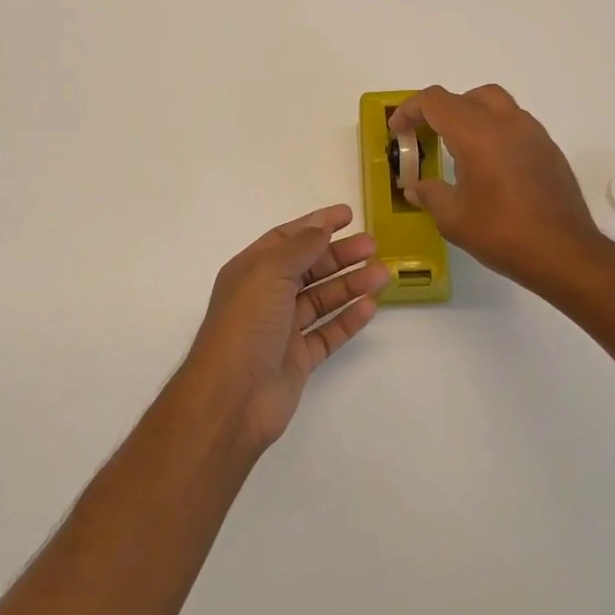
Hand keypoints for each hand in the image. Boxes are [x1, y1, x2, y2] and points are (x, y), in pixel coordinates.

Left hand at [183, 205, 388, 451]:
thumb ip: (299, 247)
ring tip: (382, 274)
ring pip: (321, 299)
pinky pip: (327, 333)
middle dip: (340, 255)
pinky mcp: (297, 359)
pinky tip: (369, 307)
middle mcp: (266, 296)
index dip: (316, 224)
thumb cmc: (245, 325)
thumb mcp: (269, 272)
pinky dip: (348, 319)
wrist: (231, 399)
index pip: (287, 238)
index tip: (348, 215)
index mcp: (251, 270)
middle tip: (373, 246)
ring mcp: (282, 329)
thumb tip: (321, 225)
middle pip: (308, 267)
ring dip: (350, 284)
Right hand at [390, 85, 613, 298]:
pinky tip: (490, 166)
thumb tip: (416, 186)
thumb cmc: (503, 233)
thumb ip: (430, 194)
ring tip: (459, 150)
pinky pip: (515, 124)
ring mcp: (532, 133)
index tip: (398, 130)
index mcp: (476, 133)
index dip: (410, 110)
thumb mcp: (453, 218)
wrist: (565, 253)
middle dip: (441, 110)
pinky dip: (495, 131)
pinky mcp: (549, 148)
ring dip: (471, 116)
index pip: (435, 101)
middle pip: (466, 96)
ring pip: (495, 104)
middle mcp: (506, 122)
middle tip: (428, 136)